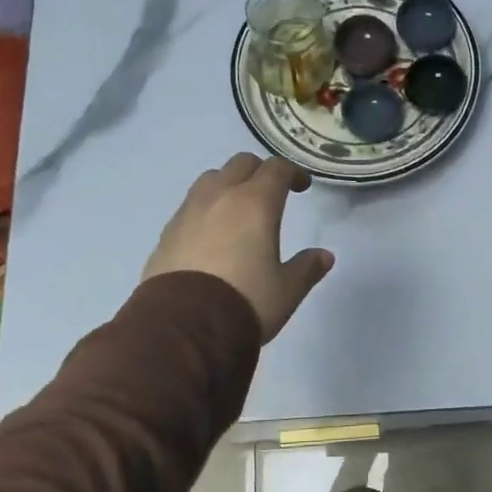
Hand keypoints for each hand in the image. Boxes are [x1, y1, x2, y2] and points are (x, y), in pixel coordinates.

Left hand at [143, 154, 334, 340]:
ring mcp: (188, 212)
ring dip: (228, 184)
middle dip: (259, 171)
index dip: (293, 172)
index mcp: (255, 203)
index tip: (302, 187)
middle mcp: (220, 197)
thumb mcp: (287, 290)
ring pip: (210, 179)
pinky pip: (190, 206)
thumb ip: (307, 268)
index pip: (276, 169)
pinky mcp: (167, 233)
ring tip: (237, 209)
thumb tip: (324, 255)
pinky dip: (206, 208)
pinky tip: (211, 234)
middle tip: (271, 193)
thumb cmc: (245, 301)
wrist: (184, 327)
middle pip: (241, 164)